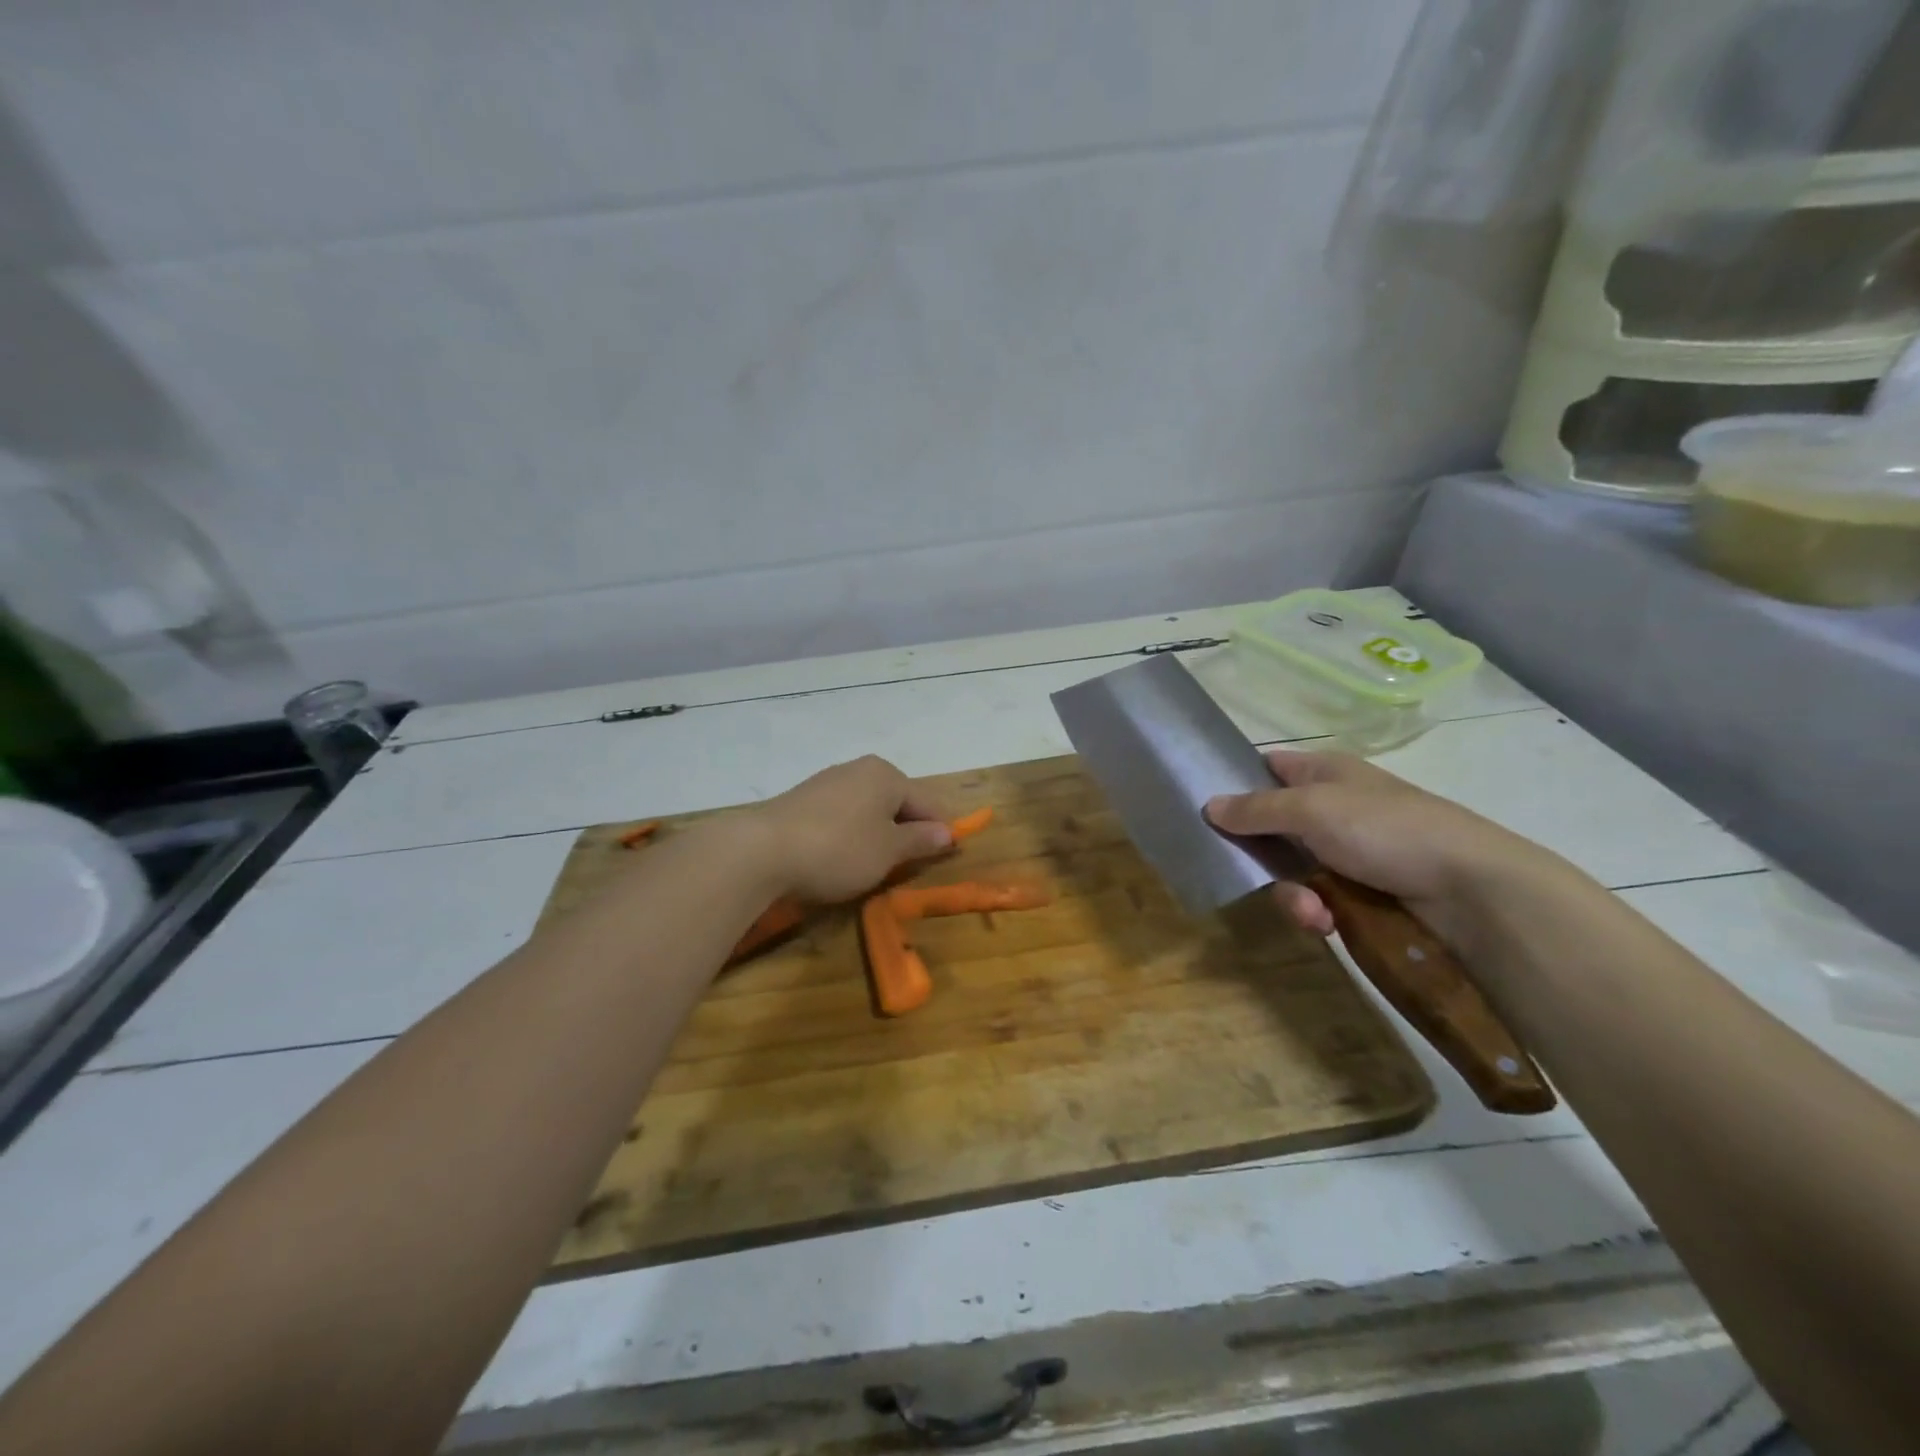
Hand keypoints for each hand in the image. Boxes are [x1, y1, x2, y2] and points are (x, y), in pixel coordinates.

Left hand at [738, 755, 952, 903]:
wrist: (762, 851)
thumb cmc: (839, 849)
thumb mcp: (888, 851)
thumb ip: (920, 840)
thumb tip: (947, 832)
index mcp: (886, 775)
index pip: (927, 802)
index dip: (939, 831)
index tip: (944, 858)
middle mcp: (858, 769)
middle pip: (896, 802)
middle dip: (905, 832)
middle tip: (906, 866)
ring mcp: (827, 782)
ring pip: (867, 810)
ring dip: (876, 835)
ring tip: (873, 866)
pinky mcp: (802, 800)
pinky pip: (841, 816)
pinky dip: (849, 835)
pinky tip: (840, 858)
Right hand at [1203, 750, 1533, 942]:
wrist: (1473, 890)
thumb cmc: (1386, 830)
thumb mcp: (1311, 809)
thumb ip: (1255, 808)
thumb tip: (1208, 805)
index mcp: (1324, 772)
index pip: (1267, 767)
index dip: (1237, 781)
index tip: (1206, 807)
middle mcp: (1332, 807)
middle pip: (1270, 826)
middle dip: (1257, 855)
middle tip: (1246, 871)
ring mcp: (1347, 851)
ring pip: (1290, 869)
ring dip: (1291, 893)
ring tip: (1312, 913)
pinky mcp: (1362, 892)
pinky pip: (1317, 898)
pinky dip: (1316, 911)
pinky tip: (1326, 923)